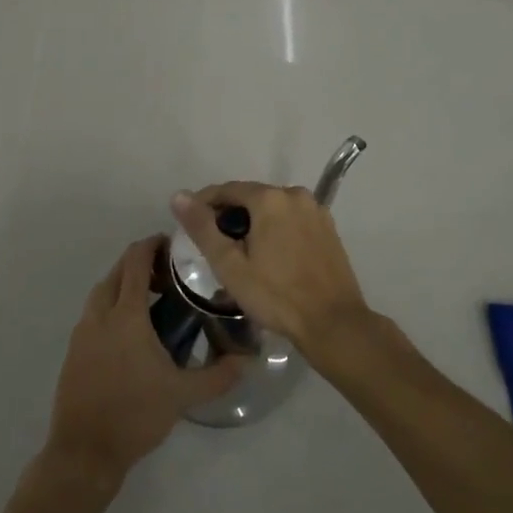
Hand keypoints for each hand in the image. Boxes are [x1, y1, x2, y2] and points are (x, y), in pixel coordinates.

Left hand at [43, 236, 241, 492]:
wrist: (83, 453)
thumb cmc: (134, 416)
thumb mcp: (183, 395)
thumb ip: (218, 375)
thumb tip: (248, 359)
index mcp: (126, 315)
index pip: (135, 261)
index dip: (152, 244)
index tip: (174, 244)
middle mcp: (100, 314)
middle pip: (117, 271)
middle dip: (140, 262)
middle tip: (168, 273)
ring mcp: (82, 332)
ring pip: (102, 291)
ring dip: (123, 283)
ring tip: (151, 298)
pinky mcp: (74, 351)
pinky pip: (94, 312)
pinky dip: (111, 305)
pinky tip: (130, 330)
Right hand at [169, 183, 372, 362]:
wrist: (333, 323)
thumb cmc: (276, 296)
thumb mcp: (230, 265)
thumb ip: (203, 228)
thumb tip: (179, 196)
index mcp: (270, 198)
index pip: (227, 190)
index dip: (205, 204)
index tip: (192, 225)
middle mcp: (295, 194)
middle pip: (252, 197)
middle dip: (230, 214)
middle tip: (215, 244)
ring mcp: (316, 210)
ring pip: (273, 208)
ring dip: (254, 222)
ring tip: (240, 252)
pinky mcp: (328, 227)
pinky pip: (292, 219)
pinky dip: (277, 229)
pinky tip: (271, 255)